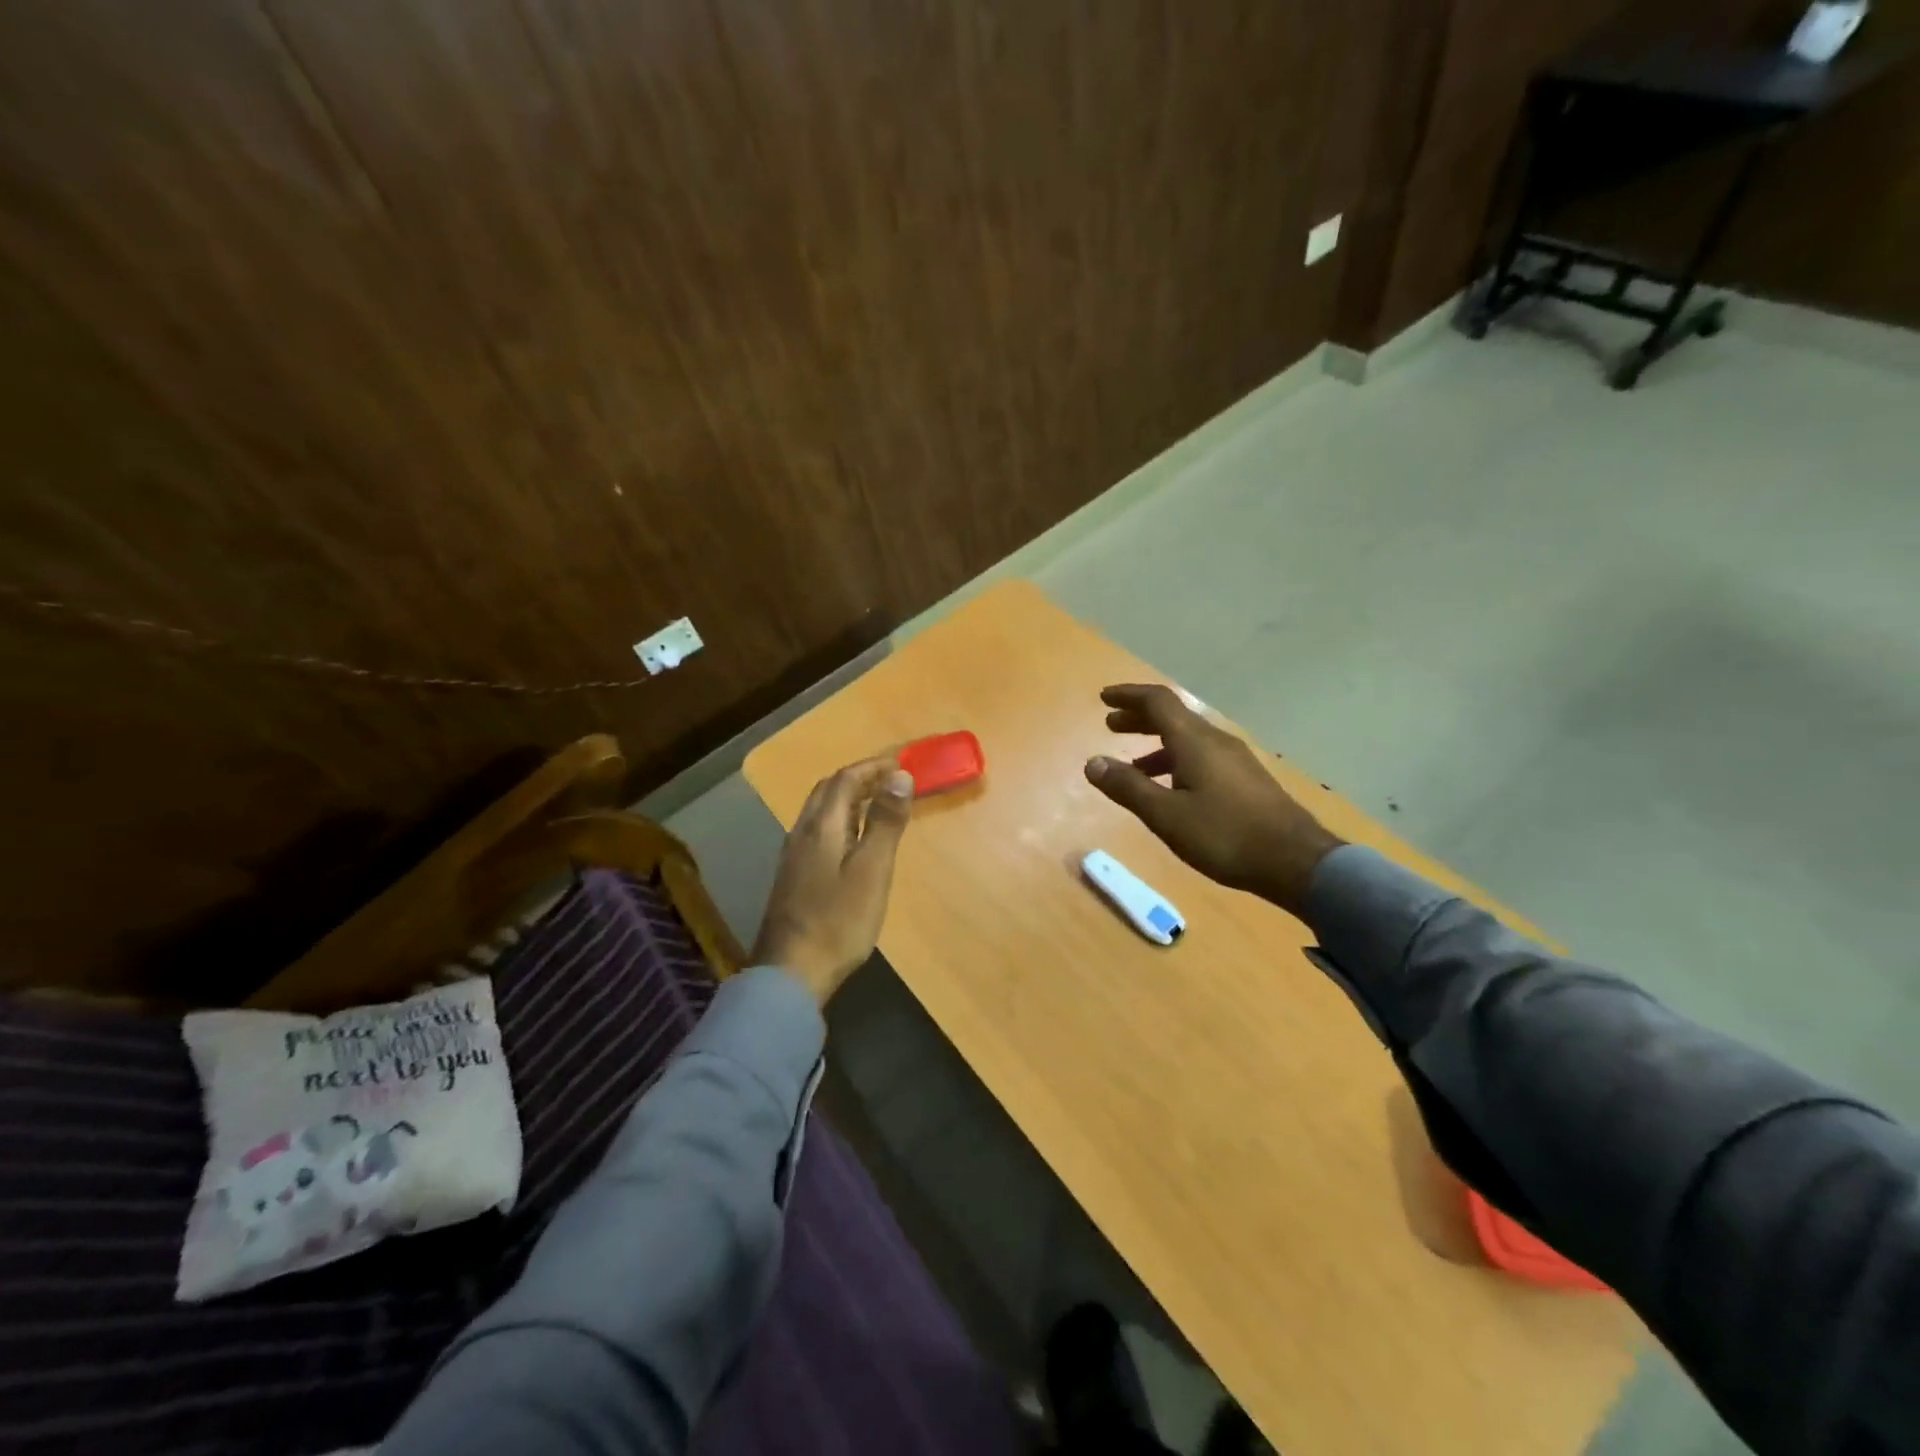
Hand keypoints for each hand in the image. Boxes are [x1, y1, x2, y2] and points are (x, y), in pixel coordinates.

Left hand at [752, 757, 915, 1002]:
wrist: (791, 972)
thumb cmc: (839, 921)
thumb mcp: (872, 870)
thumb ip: (885, 822)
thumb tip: (899, 776)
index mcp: (822, 827)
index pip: (845, 780)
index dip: (872, 767)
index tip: (901, 762)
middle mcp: (802, 833)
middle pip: (827, 791)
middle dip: (858, 778)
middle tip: (888, 778)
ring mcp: (793, 856)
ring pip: (820, 812)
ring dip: (847, 798)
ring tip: (876, 803)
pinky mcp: (793, 877)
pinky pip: (818, 832)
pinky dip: (840, 821)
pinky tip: (852, 841)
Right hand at [1084, 684, 1343, 916]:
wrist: (1295, 861)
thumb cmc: (1224, 835)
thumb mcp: (1166, 815)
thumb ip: (1128, 788)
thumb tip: (1092, 763)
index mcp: (1194, 741)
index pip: (1157, 702)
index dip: (1129, 696)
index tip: (1104, 697)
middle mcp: (1215, 741)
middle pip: (1173, 717)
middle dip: (1139, 718)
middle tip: (1111, 725)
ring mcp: (1234, 759)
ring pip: (1188, 738)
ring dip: (1156, 743)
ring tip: (1132, 765)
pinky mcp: (1245, 779)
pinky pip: (1201, 756)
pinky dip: (1175, 760)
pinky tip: (1170, 789)